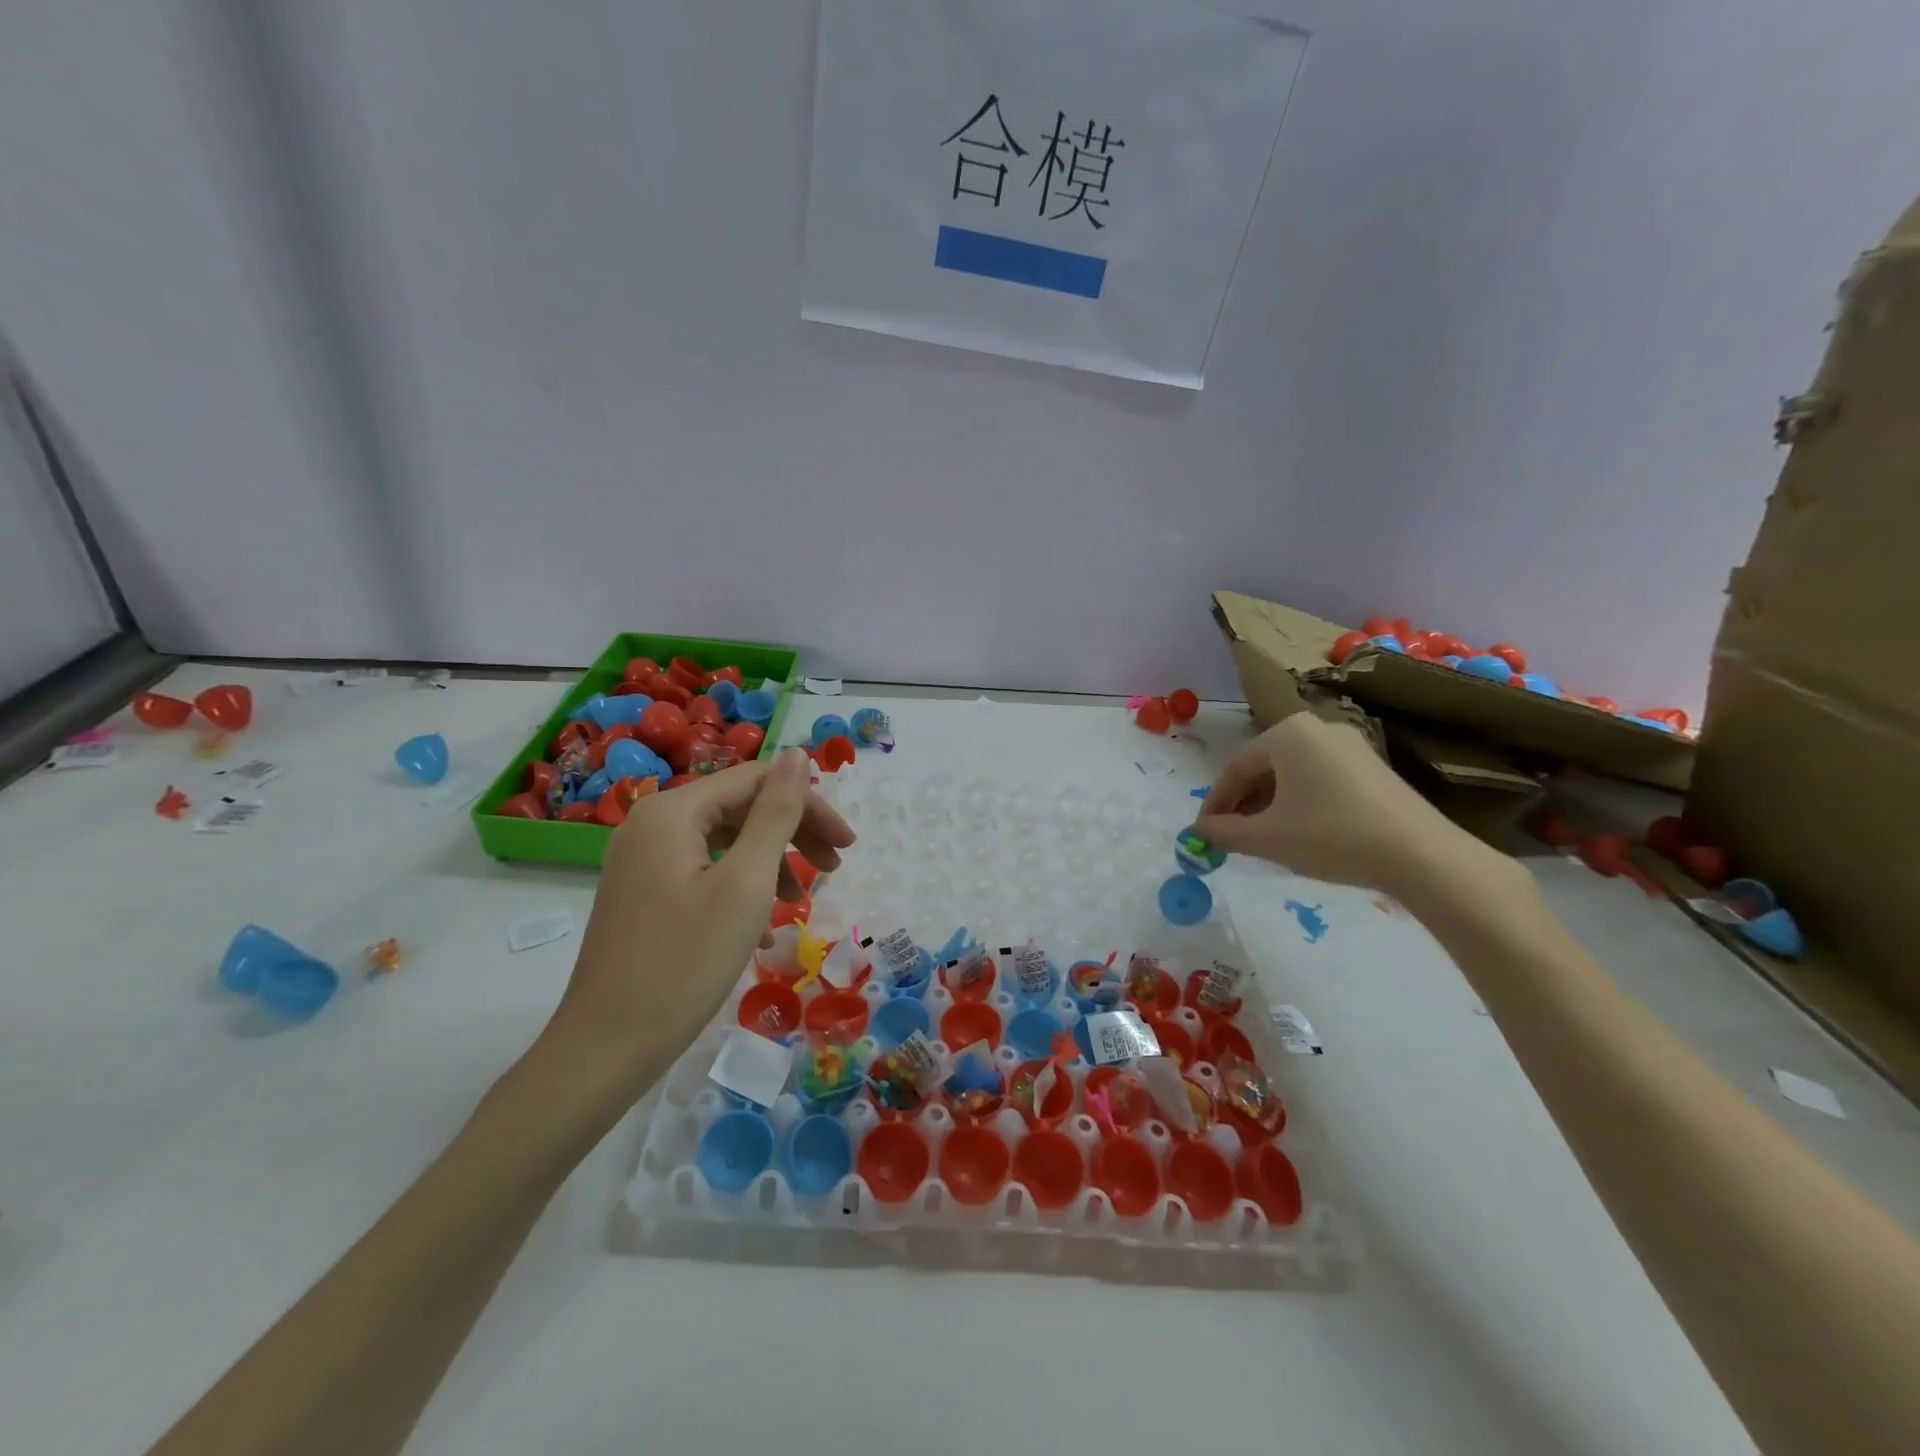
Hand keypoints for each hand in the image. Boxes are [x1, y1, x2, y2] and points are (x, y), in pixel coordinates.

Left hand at [546, 748, 854, 1099]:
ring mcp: (642, 860)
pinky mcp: (643, 894)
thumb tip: (797, 754)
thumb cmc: (685, 963)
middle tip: (835, 867)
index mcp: (673, 811)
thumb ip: (776, 814)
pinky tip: (764, 928)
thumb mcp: (746, 883)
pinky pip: (704, 872)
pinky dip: (741, 888)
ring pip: (725, 841)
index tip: (847, 845)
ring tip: (802, 901)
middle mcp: (652, 824)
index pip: (757, 781)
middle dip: (793, 833)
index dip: (809, 805)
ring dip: (771, 863)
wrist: (606, 1049)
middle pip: (740, 808)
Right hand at [1193, 713, 1506, 901]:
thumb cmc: (1331, 835)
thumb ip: (1224, 832)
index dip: (1215, 803)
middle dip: (1243, 804)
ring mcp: (1349, 745)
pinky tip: (1299, 833)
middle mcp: (1317, 728)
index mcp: (1287, 734)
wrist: (1420, 854)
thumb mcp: (1268, 838)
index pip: (1235, 767)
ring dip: (1269, 805)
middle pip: (1264, 767)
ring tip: (1262, 839)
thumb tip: (1198, 832)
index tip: (1204, 833)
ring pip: (1291, 774)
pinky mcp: (1372, 767)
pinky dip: (1299, 803)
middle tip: (1231, 837)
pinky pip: (1319, 779)